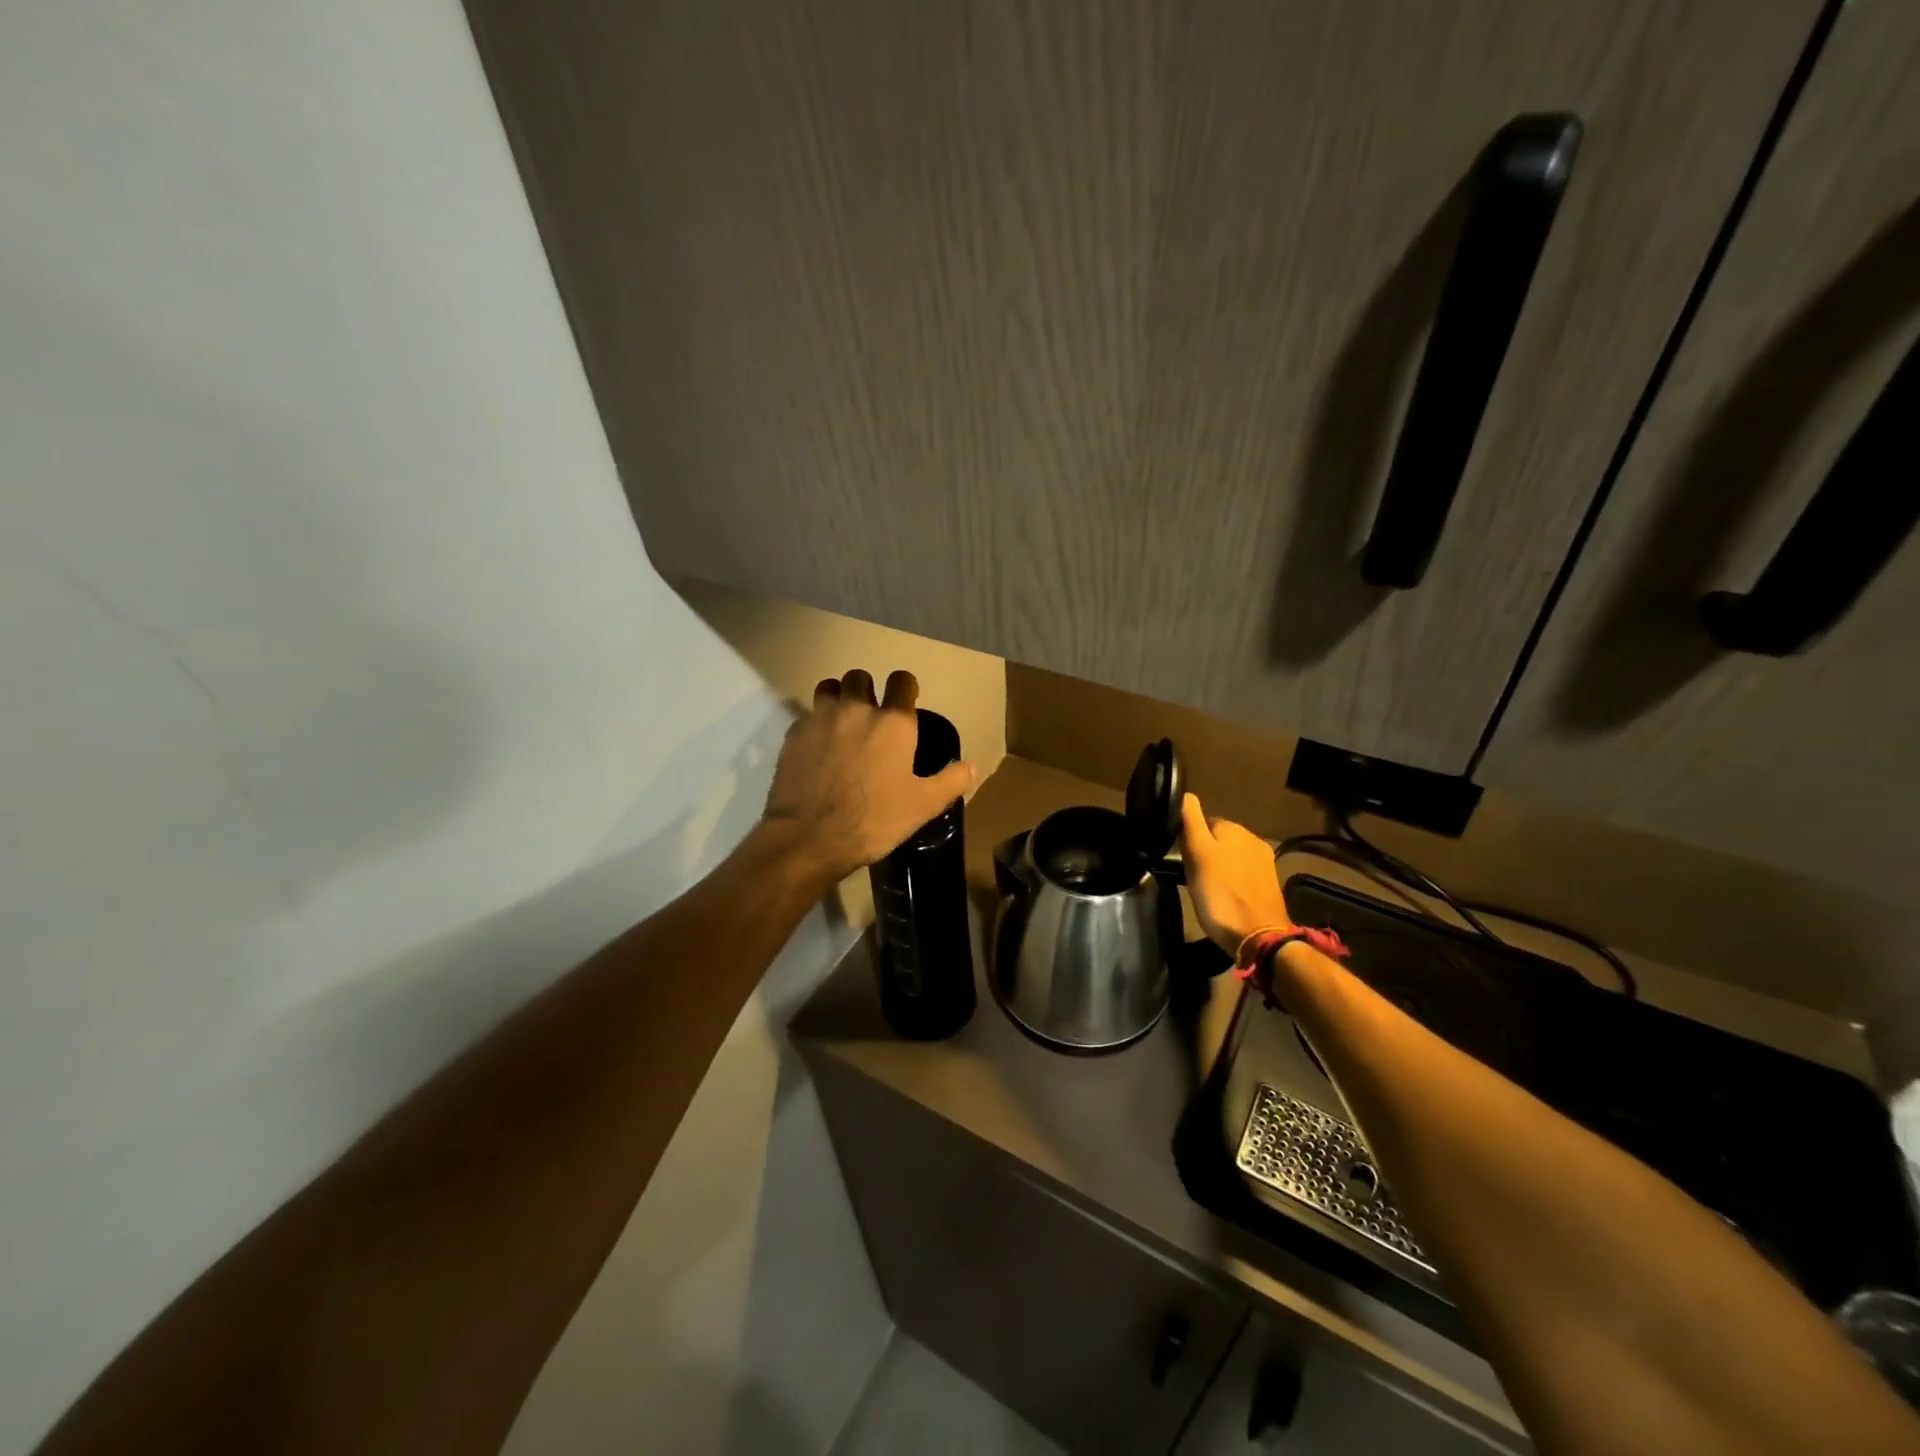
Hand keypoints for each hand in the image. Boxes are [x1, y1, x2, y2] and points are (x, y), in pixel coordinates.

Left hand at [763, 668, 976, 882]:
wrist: (809, 837)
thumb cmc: (873, 820)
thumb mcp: (922, 806)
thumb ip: (950, 781)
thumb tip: (972, 766)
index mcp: (893, 722)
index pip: (902, 680)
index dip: (905, 689)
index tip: (905, 704)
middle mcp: (856, 708)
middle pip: (860, 676)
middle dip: (867, 689)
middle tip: (871, 716)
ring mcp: (820, 718)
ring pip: (829, 687)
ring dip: (838, 698)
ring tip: (841, 723)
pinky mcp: (794, 734)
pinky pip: (807, 715)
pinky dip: (815, 724)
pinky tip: (818, 748)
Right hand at [1180, 793, 1290, 953]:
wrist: (1259, 937)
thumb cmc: (1220, 894)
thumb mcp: (1197, 855)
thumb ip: (1190, 822)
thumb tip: (1185, 794)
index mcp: (1234, 828)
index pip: (1202, 822)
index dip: (1188, 840)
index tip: (1181, 860)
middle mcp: (1253, 839)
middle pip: (1218, 840)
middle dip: (1205, 853)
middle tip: (1191, 876)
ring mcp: (1265, 862)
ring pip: (1231, 857)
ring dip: (1219, 867)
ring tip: (1206, 889)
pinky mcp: (1270, 884)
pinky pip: (1243, 874)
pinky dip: (1232, 881)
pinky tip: (1225, 897)